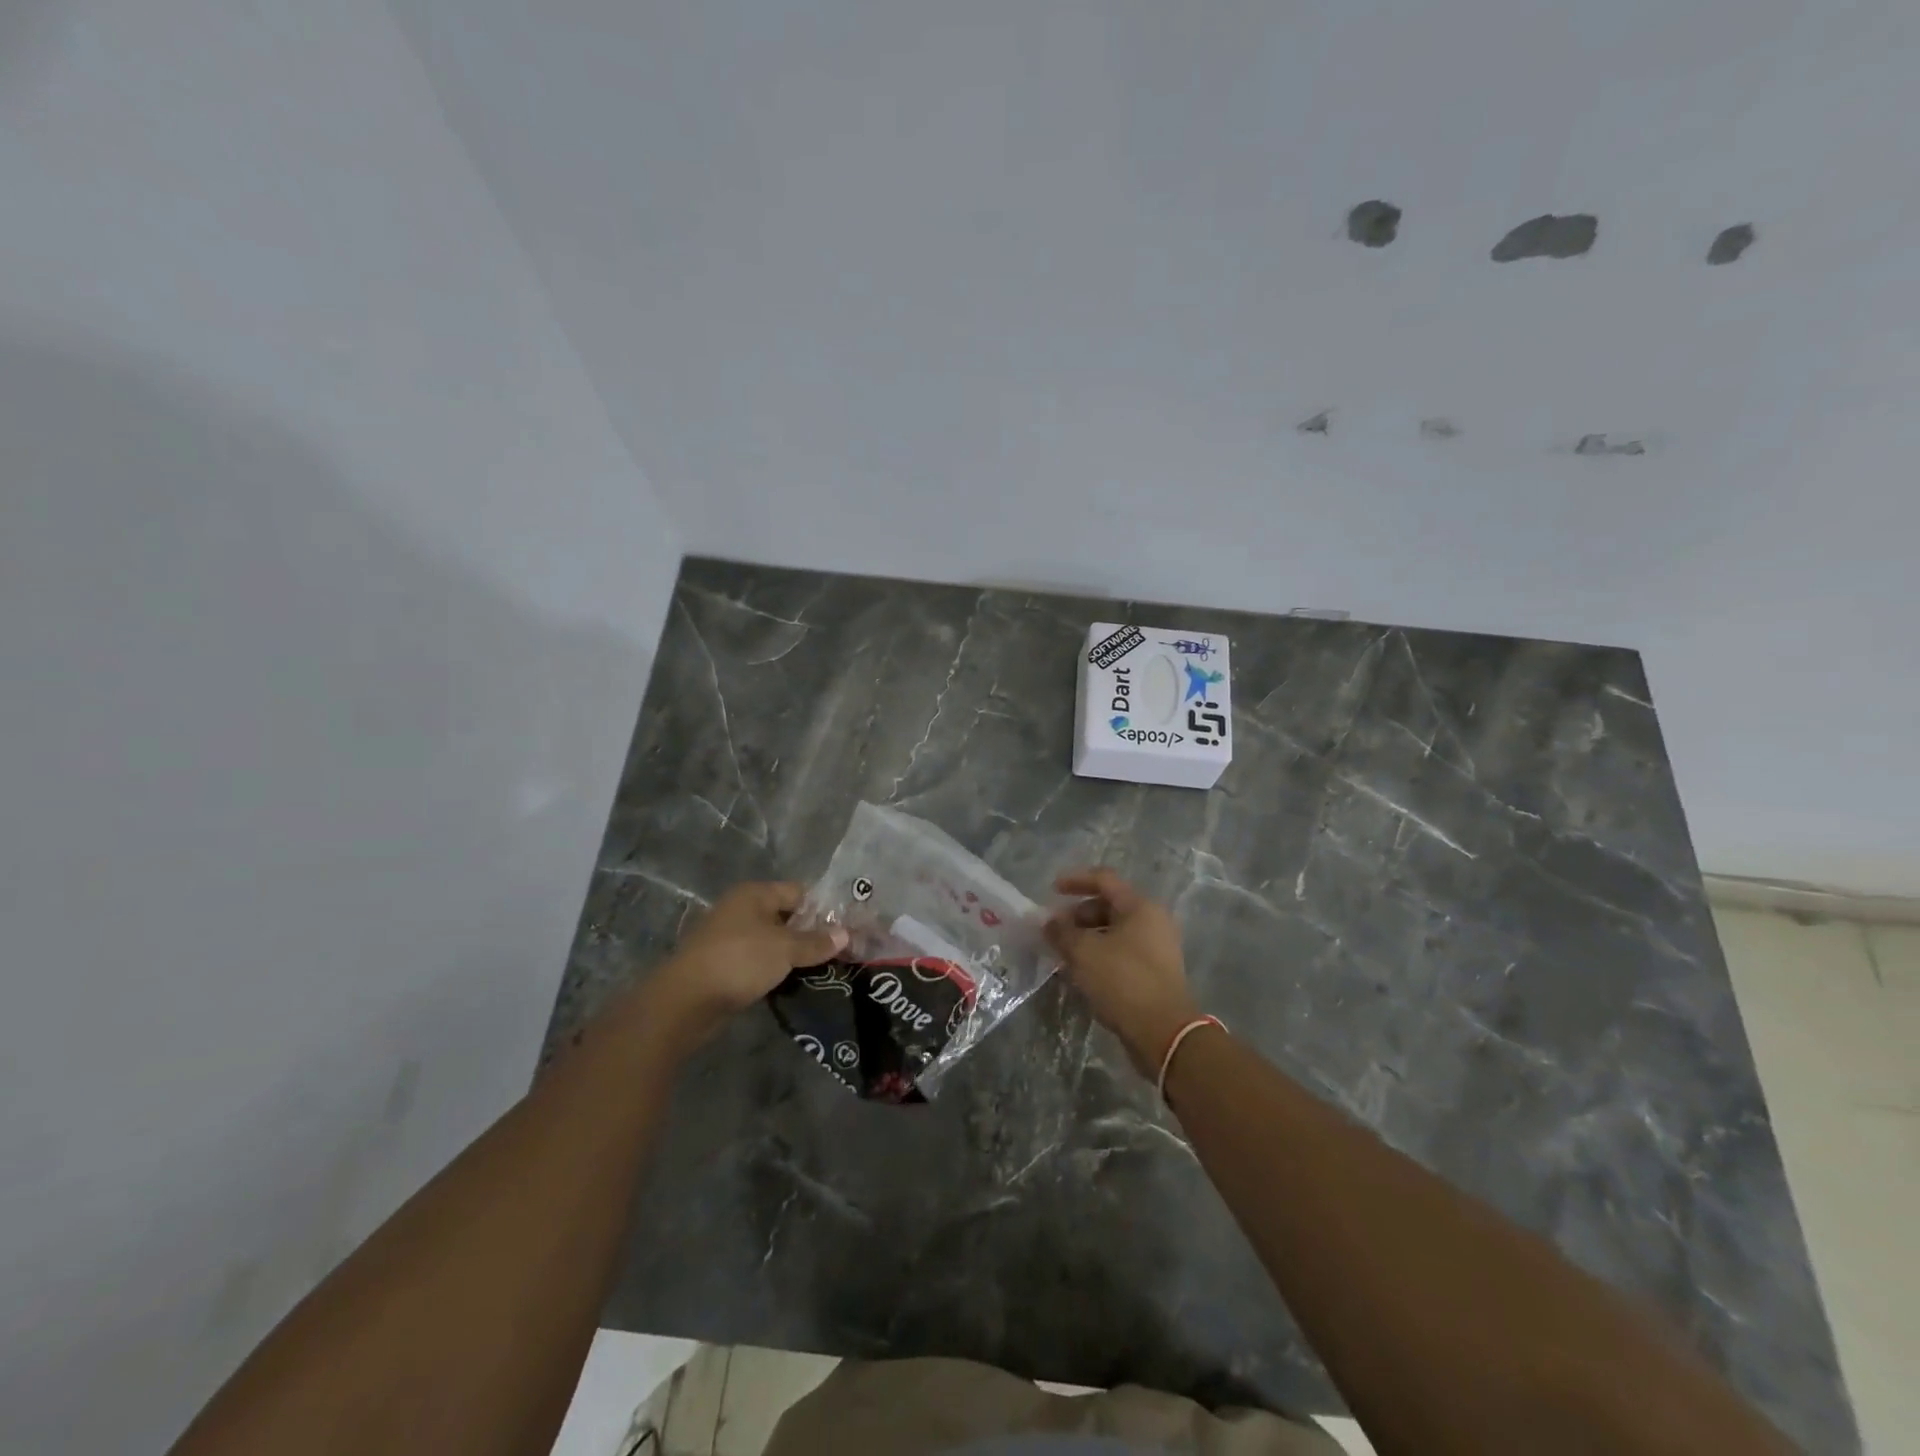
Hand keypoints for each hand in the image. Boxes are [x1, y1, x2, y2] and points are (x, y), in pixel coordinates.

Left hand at [640, 882, 845, 1049]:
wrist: (686, 1001)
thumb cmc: (740, 961)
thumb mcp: (785, 949)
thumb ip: (816, 942)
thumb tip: (845, 934)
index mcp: (755, 894)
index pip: (799, 892)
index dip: (823, 909)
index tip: (845, 929)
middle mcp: (741, 909)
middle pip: (785, 916)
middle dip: (810, 933)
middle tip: (838, 951)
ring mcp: (729, 936)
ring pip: (772, 940)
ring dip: (792, 954)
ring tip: (821, 969)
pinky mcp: (723, 963)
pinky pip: (758, 960)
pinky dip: (774, 968)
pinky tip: (792, 982)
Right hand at [1045, 868, 1200, 1077]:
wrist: (1163, 1033)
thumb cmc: (1123, 981)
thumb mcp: (1084, 952)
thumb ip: (1062, 932)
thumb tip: (1048, 921)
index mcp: (1140, 907)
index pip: (1104, 880)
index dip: (1075, 880)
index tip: (1051, 890)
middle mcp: (1153, 922)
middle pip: (1109, 907)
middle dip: (1077, 915)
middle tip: (1054, 930)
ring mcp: (1156, 949)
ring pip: (1113, 933)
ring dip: (1086, 938)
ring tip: (1062, 953)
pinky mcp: (1154, 973)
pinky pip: (1120, 953)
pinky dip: (1098, 956)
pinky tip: (1079, 972)